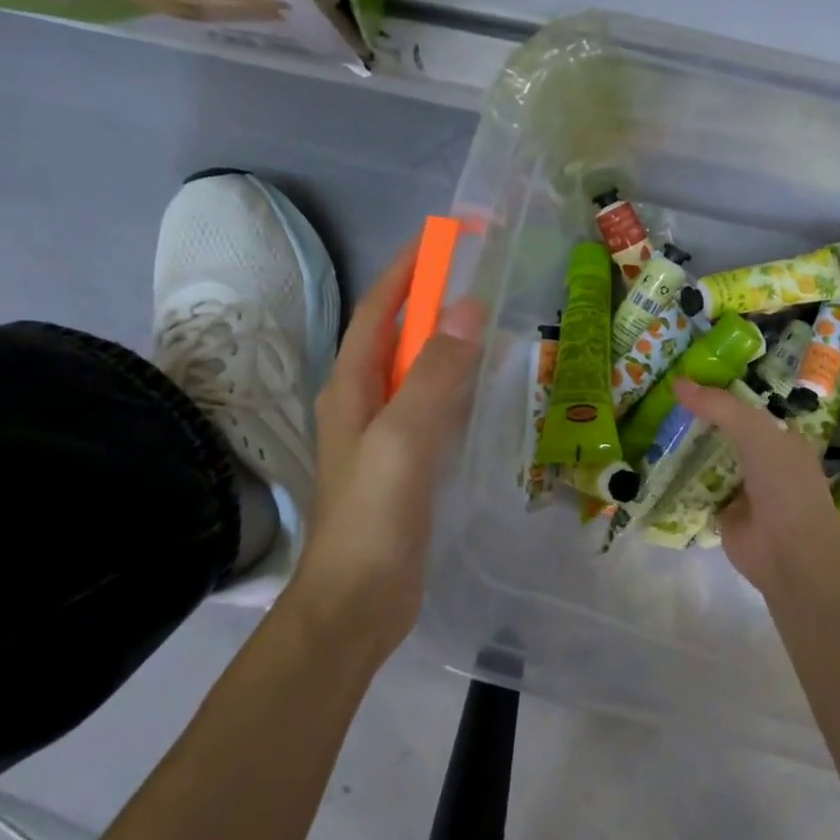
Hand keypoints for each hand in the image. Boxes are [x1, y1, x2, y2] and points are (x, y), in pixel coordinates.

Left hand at [289, 238, 484, 654]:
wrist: (356, 602)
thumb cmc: (374, 517)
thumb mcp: (404, 438)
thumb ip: (435, 374)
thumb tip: (469, 308)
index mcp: (350, 386)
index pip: (378, 311)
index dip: (407, 270)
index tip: (444, 238)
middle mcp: (361, 403)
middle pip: (397, 337)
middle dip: (431, 302)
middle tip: (480, 278)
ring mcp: (383, 437)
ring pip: (417, 374)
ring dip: (446, 343)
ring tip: (489, 324)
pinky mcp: (405, 466)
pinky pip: (432, 410)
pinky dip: (456, 388)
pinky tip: (483, 392)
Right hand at [673, 379, 839, 594]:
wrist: (790, 550)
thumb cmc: (783, 483)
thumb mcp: (755, 431)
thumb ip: (720, 407)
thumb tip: (678, 382)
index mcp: (781, 439)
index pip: (747, 410)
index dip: (719, 396)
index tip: (685, 382)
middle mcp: (764, 462)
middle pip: (725, 436)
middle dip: (697, 424)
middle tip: (657, 405)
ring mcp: (743, 491)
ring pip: (709, 463)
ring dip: (685, 452)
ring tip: (648, 430)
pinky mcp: (724, 516)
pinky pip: (697, 492)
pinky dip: (678, 484)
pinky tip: (652, 468)